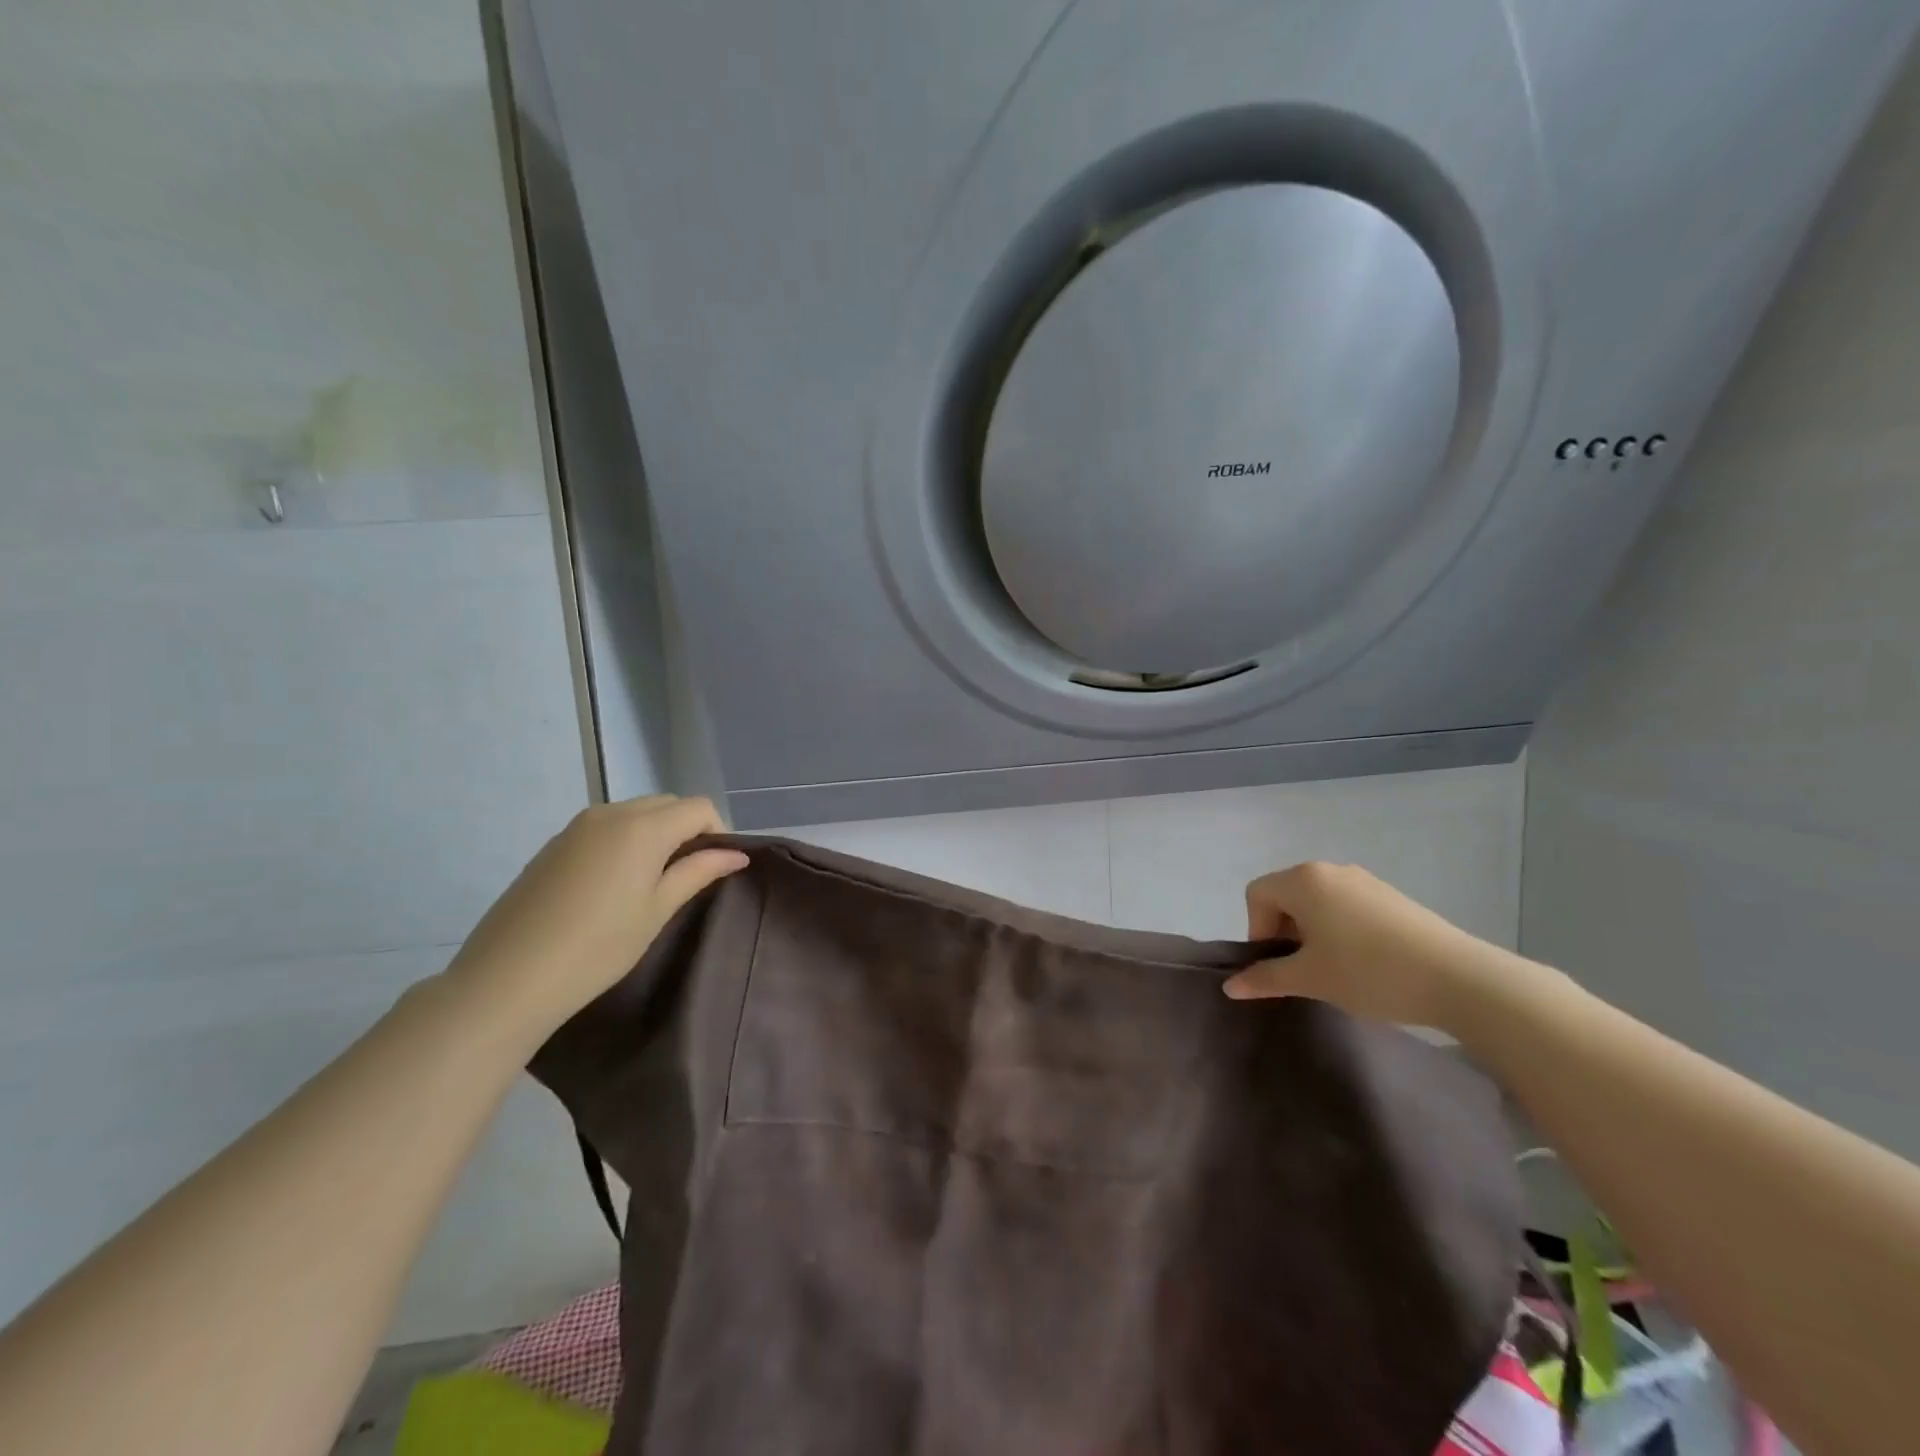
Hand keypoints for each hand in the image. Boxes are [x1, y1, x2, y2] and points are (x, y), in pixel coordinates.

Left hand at [440, 795, 748, 1042]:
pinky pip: (606, 827)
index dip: (718, 832)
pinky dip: (625, 841)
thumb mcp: (657, 910)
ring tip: (653, 881)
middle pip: (667, 804)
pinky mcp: (555, 844)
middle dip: (688, 829)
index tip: (717, 868)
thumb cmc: (598, 947)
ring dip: (656, 834)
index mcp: (643, 827)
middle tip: (689, 875)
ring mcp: (577, 826)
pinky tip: (614, 885)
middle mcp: (611, 813)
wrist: (508, 978)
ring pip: (635, 813)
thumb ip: (699, 872)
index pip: (698, 808)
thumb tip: (736, 854)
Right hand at [1223, 861, 1499, 1029]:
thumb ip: (1265, 978)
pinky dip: (1341, 930)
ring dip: (1313, 932)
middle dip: (1284, 931)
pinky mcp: (1391, 897)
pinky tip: (1365, 963)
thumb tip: (1230, 986)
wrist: (1458, 978)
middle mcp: (1330, 870)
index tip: (1280, 965)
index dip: (1258, 931)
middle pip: (1286, 895)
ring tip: (1336, 969)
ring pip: (1318, 902)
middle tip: (1305, 970)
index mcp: (1303, 880)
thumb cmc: (1368, 972)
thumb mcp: (1309, 979)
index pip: (1257, 895)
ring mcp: (1365, 881)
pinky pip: (1347, 907)